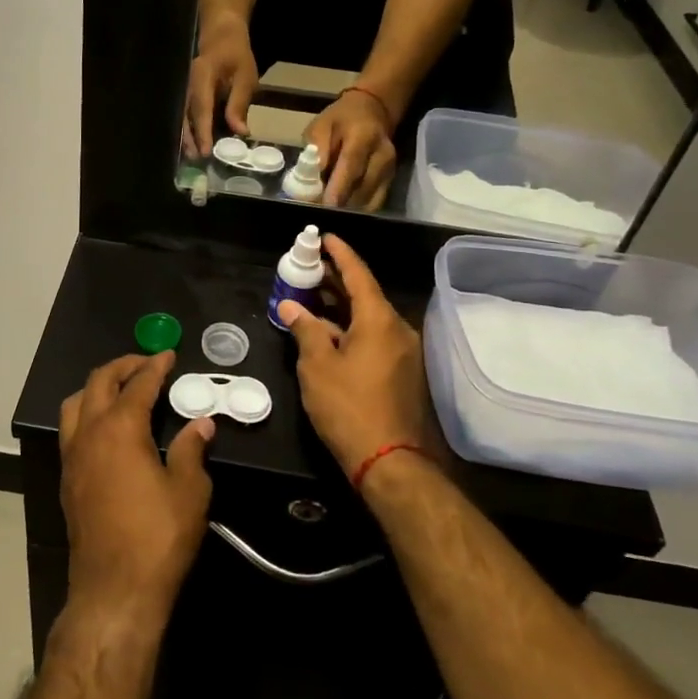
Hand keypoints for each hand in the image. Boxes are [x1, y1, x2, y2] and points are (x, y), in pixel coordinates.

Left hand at [59, 351, 215, 621]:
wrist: (114, 590)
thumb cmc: (158, 537)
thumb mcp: (189, 491)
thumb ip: (193, 450)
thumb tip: (201, 424)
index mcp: (120, 429)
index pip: (138, 384)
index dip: (155, 366)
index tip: (169, 354)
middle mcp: (89, 434)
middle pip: (99, 382)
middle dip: (123, 366)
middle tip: (147, 364)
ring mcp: (73, 457)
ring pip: (75, 403)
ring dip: (98, 387)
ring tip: (122, 389)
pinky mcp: (67, 479)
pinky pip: (71, 429)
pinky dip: (87, 412)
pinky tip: (107, 427)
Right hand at [182, 17, 258, 158]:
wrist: (221, 34)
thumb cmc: (236, 54)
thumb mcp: (245, 76)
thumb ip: (239, 103)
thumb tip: (240, 132)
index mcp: (202, 76)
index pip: (201, 108)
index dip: (203, 130)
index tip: (205, 151)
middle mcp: (188, 84)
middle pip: (186, 115)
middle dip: (190, 138)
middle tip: (196, 160)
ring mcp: (185, 89)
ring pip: (183, 116)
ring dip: (187, 137)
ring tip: (193, 156)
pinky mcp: (188, 94)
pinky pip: (186, 114)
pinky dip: (189, 129)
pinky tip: (194, 143)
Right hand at [277, 234, 427, 478]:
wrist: (390, 461)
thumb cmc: (349, 407)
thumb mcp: (317, 366)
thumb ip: (305, 330)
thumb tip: (291, 307)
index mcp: (380, 321)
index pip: (359, 275)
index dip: (340, 254)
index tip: (325, 237)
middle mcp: (398, 330)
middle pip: (366, 295)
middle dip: (338, 280)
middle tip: (311, 266)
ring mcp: (405, 353)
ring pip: (370, 320)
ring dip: (342, 308)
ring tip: (313, 298)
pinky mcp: (403, 374)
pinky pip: (375, 339)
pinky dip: (352, 330)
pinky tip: (329, 336)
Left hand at [303, 89, 397, 209]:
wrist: (372, 111)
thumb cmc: (341, 119)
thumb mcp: (321, 125)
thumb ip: (317, 149)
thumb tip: (312, 177)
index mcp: (364, 137)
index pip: (352, 167)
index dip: (338, 189)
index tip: (323, 207)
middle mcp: (383, 155)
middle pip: (362, 188)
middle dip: (340, 205)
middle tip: (318, 214)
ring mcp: (390, 170)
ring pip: (369, 200)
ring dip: (347, 209)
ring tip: (326, 214)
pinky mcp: (391, 181)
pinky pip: (374, 202)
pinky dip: (357, 210)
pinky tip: (341, 211)